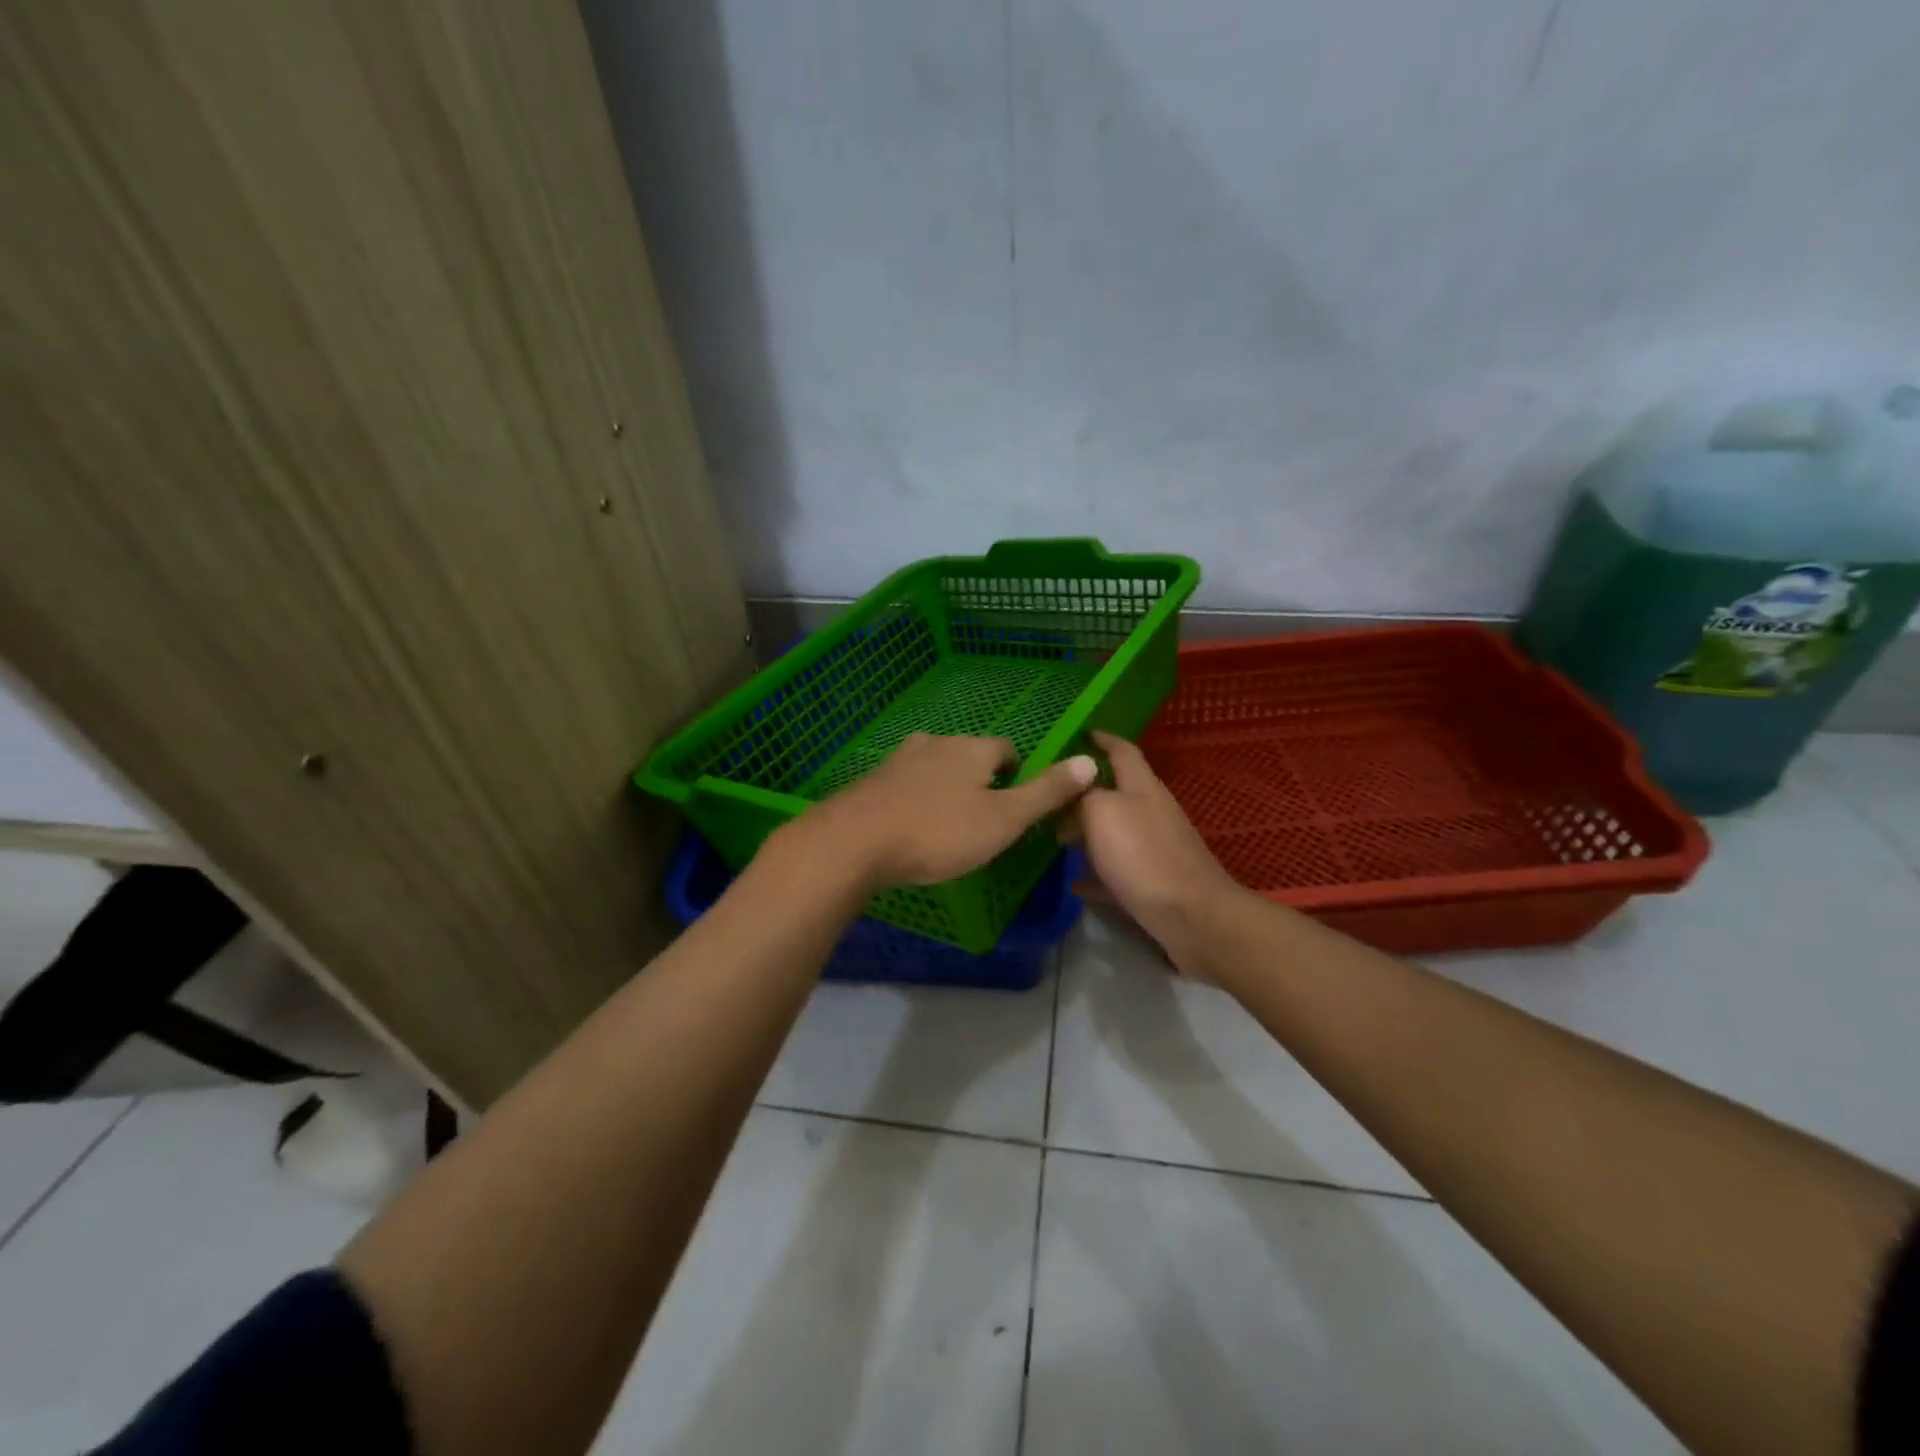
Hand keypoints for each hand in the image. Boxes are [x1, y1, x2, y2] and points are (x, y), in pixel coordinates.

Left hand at [791, 733, 1098, 889]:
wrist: (855, 840)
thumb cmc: (939, 832)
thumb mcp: (1003, 820)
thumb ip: (1046, 792)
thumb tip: (1091, 761)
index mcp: (974, 749)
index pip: (1007, 750)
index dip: (1016, 776)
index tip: (1012, 807)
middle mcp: (938, 742)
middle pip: (970, 755)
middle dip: (980, 781)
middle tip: (981, 820)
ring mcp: (901, 757)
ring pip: (936, 766)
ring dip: (946, 787)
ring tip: (946, 824)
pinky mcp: (874, 778)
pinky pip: (906, 781)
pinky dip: (915, 796)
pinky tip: (910, 823)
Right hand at [1069, 730, 1240, 977]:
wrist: (1192, 917)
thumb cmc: (1143, 856)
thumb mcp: (1102, 812)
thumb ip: (1084, 796)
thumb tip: (1074, 796)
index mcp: (1142, 787)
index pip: (1122, 750)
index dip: (1102, 739)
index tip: (1079, 733)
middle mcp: (1151, 812)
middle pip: (1115, 792)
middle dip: (1084, 792)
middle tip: (1049, 797)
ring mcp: (1155, 848)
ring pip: (1114, 832)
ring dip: (1087, 833)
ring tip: (1054, 838)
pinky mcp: (1154, 883)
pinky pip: (1117, 871)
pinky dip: (1095, 874)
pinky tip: (1074, 883)